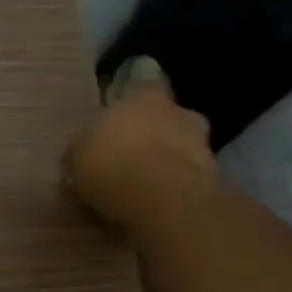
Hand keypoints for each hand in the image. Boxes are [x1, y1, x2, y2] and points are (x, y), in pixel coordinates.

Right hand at [63, 76, 219, 235]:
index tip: (118, 124)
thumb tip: (79, 150)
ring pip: (183, 148)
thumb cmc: (112, 164)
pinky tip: (160, 204)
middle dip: (154, 134)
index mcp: (143, 96)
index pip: (142, 87)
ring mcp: (201, 144)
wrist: (164, 200)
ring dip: (169, 162)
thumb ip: (82, 148)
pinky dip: (178, 187)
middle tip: (133, 157)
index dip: (130, 107)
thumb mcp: (76, 155)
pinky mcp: (214, 178)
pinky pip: (191, 178)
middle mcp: (178, 112)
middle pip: (167, 118)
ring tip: (146, 186)